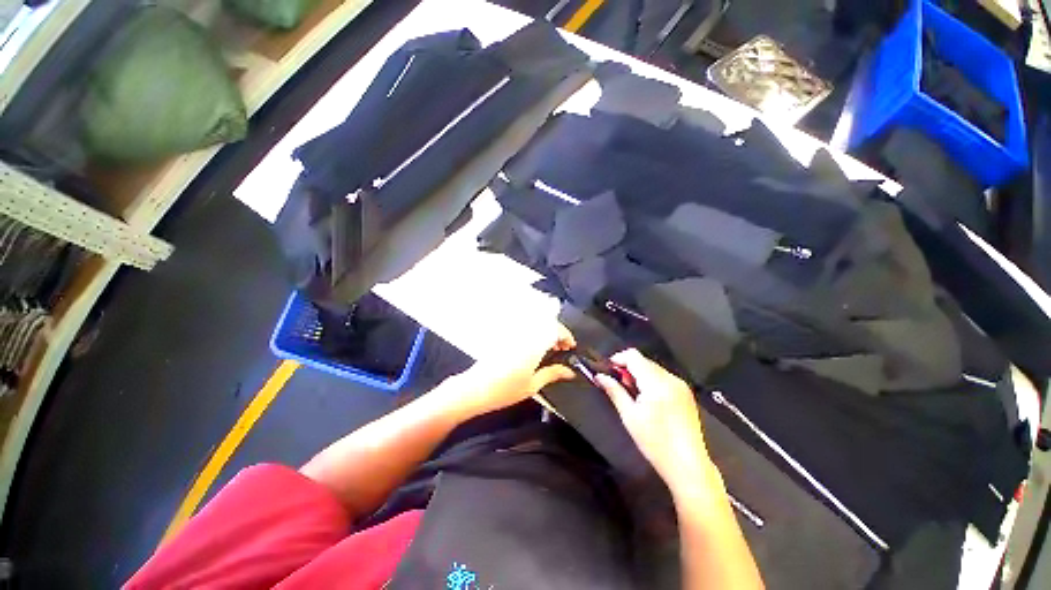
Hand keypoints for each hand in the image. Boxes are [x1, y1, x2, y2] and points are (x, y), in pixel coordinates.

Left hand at [449, 322, 576, 416]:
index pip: (555, 329)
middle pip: (546, 323)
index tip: (571, 346)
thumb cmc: (504, 390)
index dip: (566, 335)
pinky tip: (535, 347)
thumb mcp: (533, 385)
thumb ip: (552, 374)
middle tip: (563, 347)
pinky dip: (535, 334)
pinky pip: (525, 329)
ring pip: (535, 324)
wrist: (475, 389)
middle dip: (558, 332)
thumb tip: (569, 372)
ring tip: (551, 348)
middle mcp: (523, 334)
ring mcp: (513, 334)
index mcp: (533, 344)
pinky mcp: (505, 337)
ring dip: (546, 332)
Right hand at [596, 349, 720, 497]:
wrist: (688, 466)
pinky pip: (663, 378)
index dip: (618, 359)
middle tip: (617, 385)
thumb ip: (614, 391)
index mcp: (656, 383)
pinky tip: (648, 400)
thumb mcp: (629, 416)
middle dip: (628, 368)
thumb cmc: (655, 443)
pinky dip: (651, 381)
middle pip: (643, 361)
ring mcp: (681, 385)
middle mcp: (671, 379)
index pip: (634, 356)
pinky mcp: (686, 393)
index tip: (608, 371)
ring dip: (639, 375)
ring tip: (632, 395)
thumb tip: (599, 376)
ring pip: (653, 368)